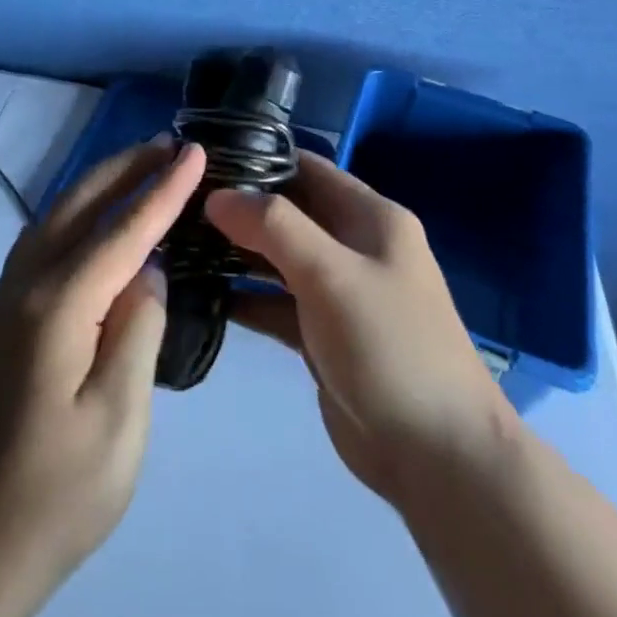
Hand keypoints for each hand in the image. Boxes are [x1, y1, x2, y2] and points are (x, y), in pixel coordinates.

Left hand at [0, 139, 202, 595]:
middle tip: (171, 144)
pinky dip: (77, 215)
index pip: (122, 230)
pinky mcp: (0, 319)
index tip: (195, 151)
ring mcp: (4, 300)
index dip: (163, 189)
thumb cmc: (59, 493)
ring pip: (56, 218)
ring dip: (100, 186)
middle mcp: (23, 286)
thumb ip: (137, 330)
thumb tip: (145, 272)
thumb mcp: (120, 417)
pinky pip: (43, 243)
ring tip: (142, 168)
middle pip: (79, 206)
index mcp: (56, 306)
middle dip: (127, 168)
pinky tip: (97, 221)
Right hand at [206, 153, 513, 508]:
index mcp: (370, 218)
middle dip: (239, 207)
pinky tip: (201, 293)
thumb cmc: (389, 345)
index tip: (203, 161)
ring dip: (236, 252)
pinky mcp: (322, 335)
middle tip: (179, 205)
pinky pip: (276, 303)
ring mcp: (338, 292)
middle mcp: (355, 247)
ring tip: (179, 242)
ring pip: (278, 258)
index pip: (307, 169)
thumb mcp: (331, 273)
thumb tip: (217, 195)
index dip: (258, 160)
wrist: (437, 456)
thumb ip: (273, 226)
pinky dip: (244, 297)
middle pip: (288, 213)